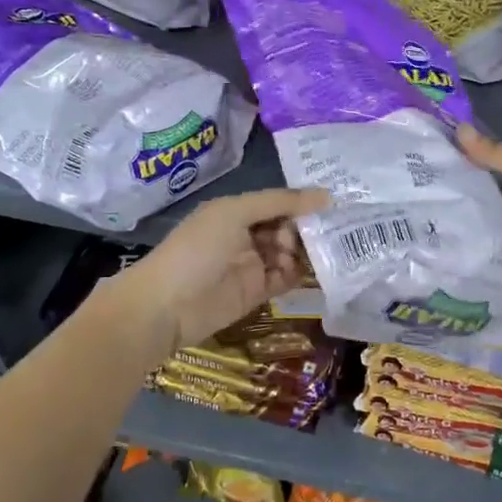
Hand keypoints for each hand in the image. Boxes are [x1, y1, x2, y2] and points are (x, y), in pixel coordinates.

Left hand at [109, 186, 329, 355]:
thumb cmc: (197, 250)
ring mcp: (251, 265)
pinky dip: (302, 273)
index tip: (335, 203)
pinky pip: (286, 278)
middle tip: (336, 230)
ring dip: (307, 251)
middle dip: (308, 228)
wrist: (165, 306)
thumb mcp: (234, 213)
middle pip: (286, 228)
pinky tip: (319, 269)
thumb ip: (279, 203)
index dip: (303, 202)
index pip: (278, 203)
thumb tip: (326, 195)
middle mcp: (245, 235)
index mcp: (236, 211)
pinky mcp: (257, 292)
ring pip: (289, 253)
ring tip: (329, 251)